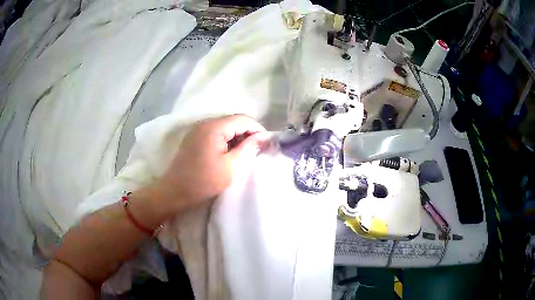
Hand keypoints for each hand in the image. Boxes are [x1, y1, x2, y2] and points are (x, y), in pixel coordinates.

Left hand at [147, 114, 267, 215]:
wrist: (174, 192)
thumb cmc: (203, 182)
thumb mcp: (231, 167)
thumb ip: (249, 149)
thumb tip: (264, 137)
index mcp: (214, 127)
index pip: (243, 119)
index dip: (258, 129)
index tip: (266, 144)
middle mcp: (205, 123)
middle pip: (233, 121)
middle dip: (248, 134)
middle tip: (257, 151)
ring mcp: (198, 130)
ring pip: (225, 127)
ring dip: (237, 138)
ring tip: (245, 154)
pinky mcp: (194, 138)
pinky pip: (215, 133)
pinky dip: (226, 141)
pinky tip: (229, 154)